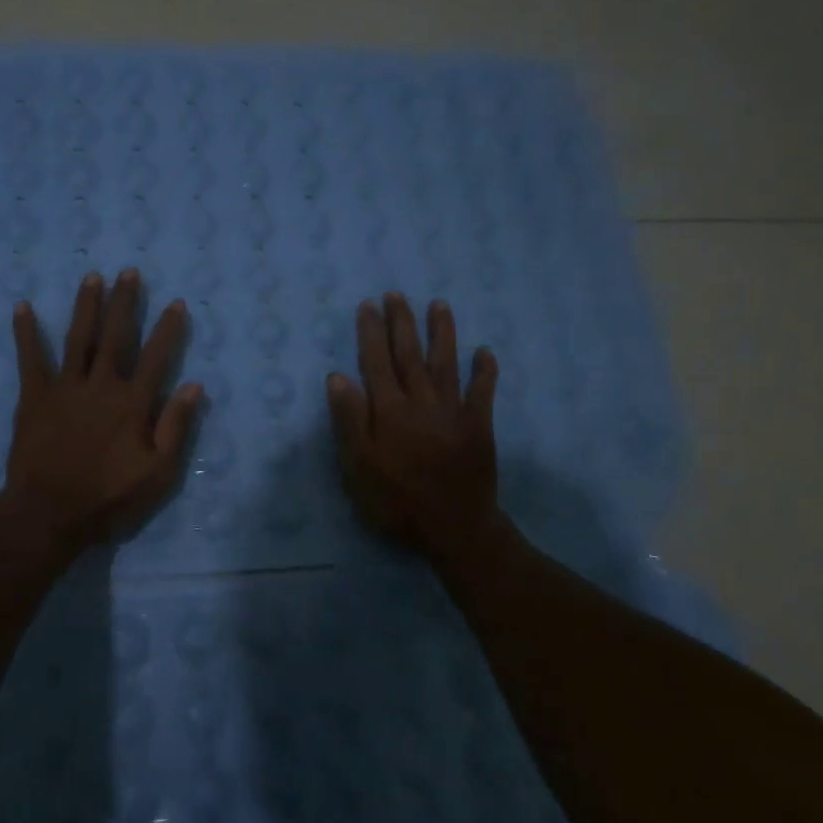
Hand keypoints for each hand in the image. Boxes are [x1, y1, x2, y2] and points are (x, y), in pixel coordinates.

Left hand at [0, 269, 202, 552]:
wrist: (50, 514)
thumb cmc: (109, 498)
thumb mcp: (158, 473)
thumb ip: (176, 428)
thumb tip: (194, 386)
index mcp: (132, 403)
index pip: (155, 357)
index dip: (168, 329)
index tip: (176, 303)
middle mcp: (101, 385)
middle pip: (116, 336)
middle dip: (125, 302)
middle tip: (129, 272)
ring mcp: (65, 388)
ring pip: (79, 338)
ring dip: (86, 306)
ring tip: (92, 277)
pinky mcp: (34, 397)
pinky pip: (30, 359)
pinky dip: (27, 333)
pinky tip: (23, 307)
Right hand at [327, 293, 500, 557]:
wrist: (455, 528)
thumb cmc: (397, 501)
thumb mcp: (359, 467)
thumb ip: (350, 420)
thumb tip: (338, 376)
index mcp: (390, 410)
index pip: (377, 362)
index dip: (372, 333)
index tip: (368, 306)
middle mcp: (421, 401)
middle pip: (410, 354)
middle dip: (402, 323)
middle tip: (397, 295)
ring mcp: (454, 411)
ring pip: (446, 363)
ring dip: (442, 332)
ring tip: (438, 305)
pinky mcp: (479, 426)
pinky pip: (482, 392)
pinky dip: (484, 371)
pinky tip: (485, 351)